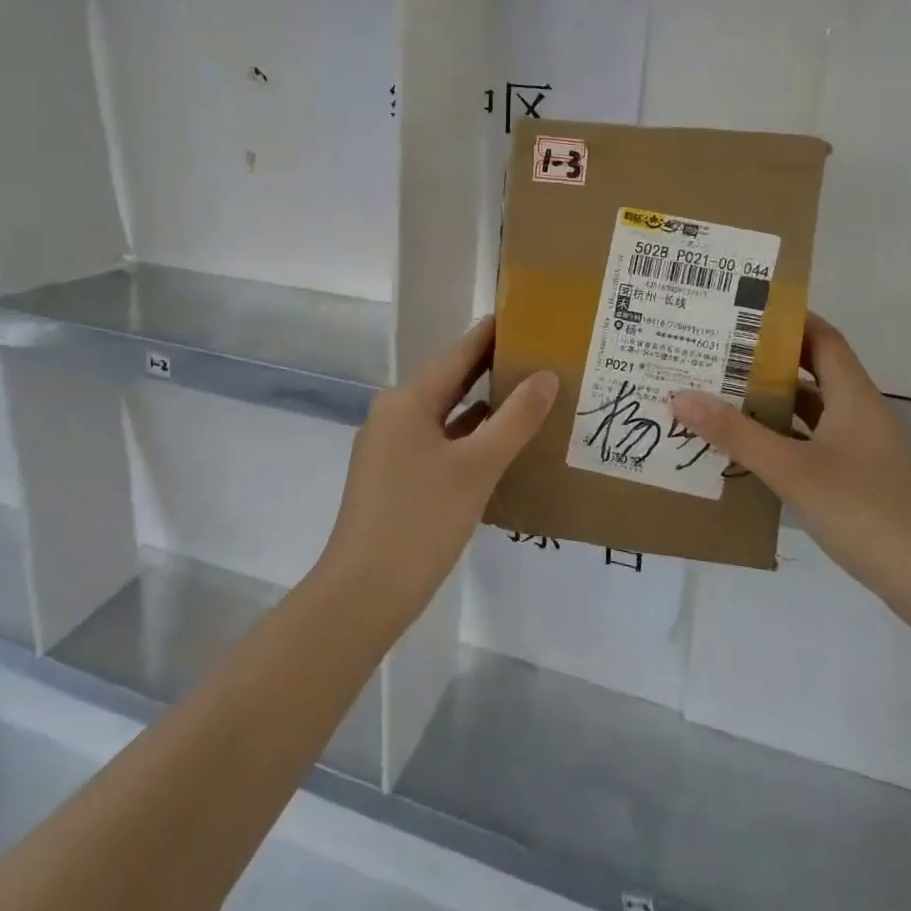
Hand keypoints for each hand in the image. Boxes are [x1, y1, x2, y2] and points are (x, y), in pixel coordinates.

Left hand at [315, 317, 557, 628]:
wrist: (364, 593)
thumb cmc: (420, 520)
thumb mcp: (476, 467)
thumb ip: (515, 419)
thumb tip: (546, 376)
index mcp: (407, 402)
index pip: (456, 354)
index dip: (490, 335)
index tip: (525, 317)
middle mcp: (394, 416)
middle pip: (449, 382)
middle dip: (491, 369)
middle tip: (539, 354)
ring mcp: (391, 449)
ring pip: (445, 416)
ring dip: (483, 407)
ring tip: (530, 395)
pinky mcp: (394, 478)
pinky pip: (438, 444)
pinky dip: (468, 439)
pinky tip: (500, 446)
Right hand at [669, 314, 910, 611]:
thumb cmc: (867, 510)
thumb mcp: (793, 470)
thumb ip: (737, 434)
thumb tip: (681, 396)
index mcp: (852, 397)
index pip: (822, 338)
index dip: (788, 318)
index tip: (741, 309)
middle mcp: (856, 415)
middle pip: (810, 372)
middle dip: (765, 361)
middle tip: (713, 352)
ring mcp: (857, 451)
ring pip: (807, 413)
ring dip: (767, 404)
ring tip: (715, 396)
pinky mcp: (853, 482)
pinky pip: (807, 446)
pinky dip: (777, 442)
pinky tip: (742, 452)